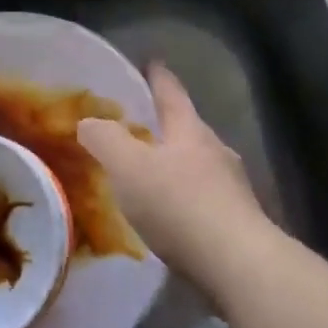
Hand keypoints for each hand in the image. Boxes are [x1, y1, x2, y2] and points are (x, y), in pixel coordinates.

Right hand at [78, 63, 272, 291]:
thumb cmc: (180, 205)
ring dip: (176, 166)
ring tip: (151, 176)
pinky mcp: (238, 223)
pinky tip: (171, 218)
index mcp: (190, 130)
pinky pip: (204, 200)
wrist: (238, 265)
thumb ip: (105, 140)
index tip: (152, 62)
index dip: (158, 77)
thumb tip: (88, 122)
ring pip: (198, 166)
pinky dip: (185, 200)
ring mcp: (232, 188)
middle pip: (188, 129)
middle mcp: (216, 151)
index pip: (171, 93)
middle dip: (166, 126)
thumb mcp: (129, 167)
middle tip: (141, 126)